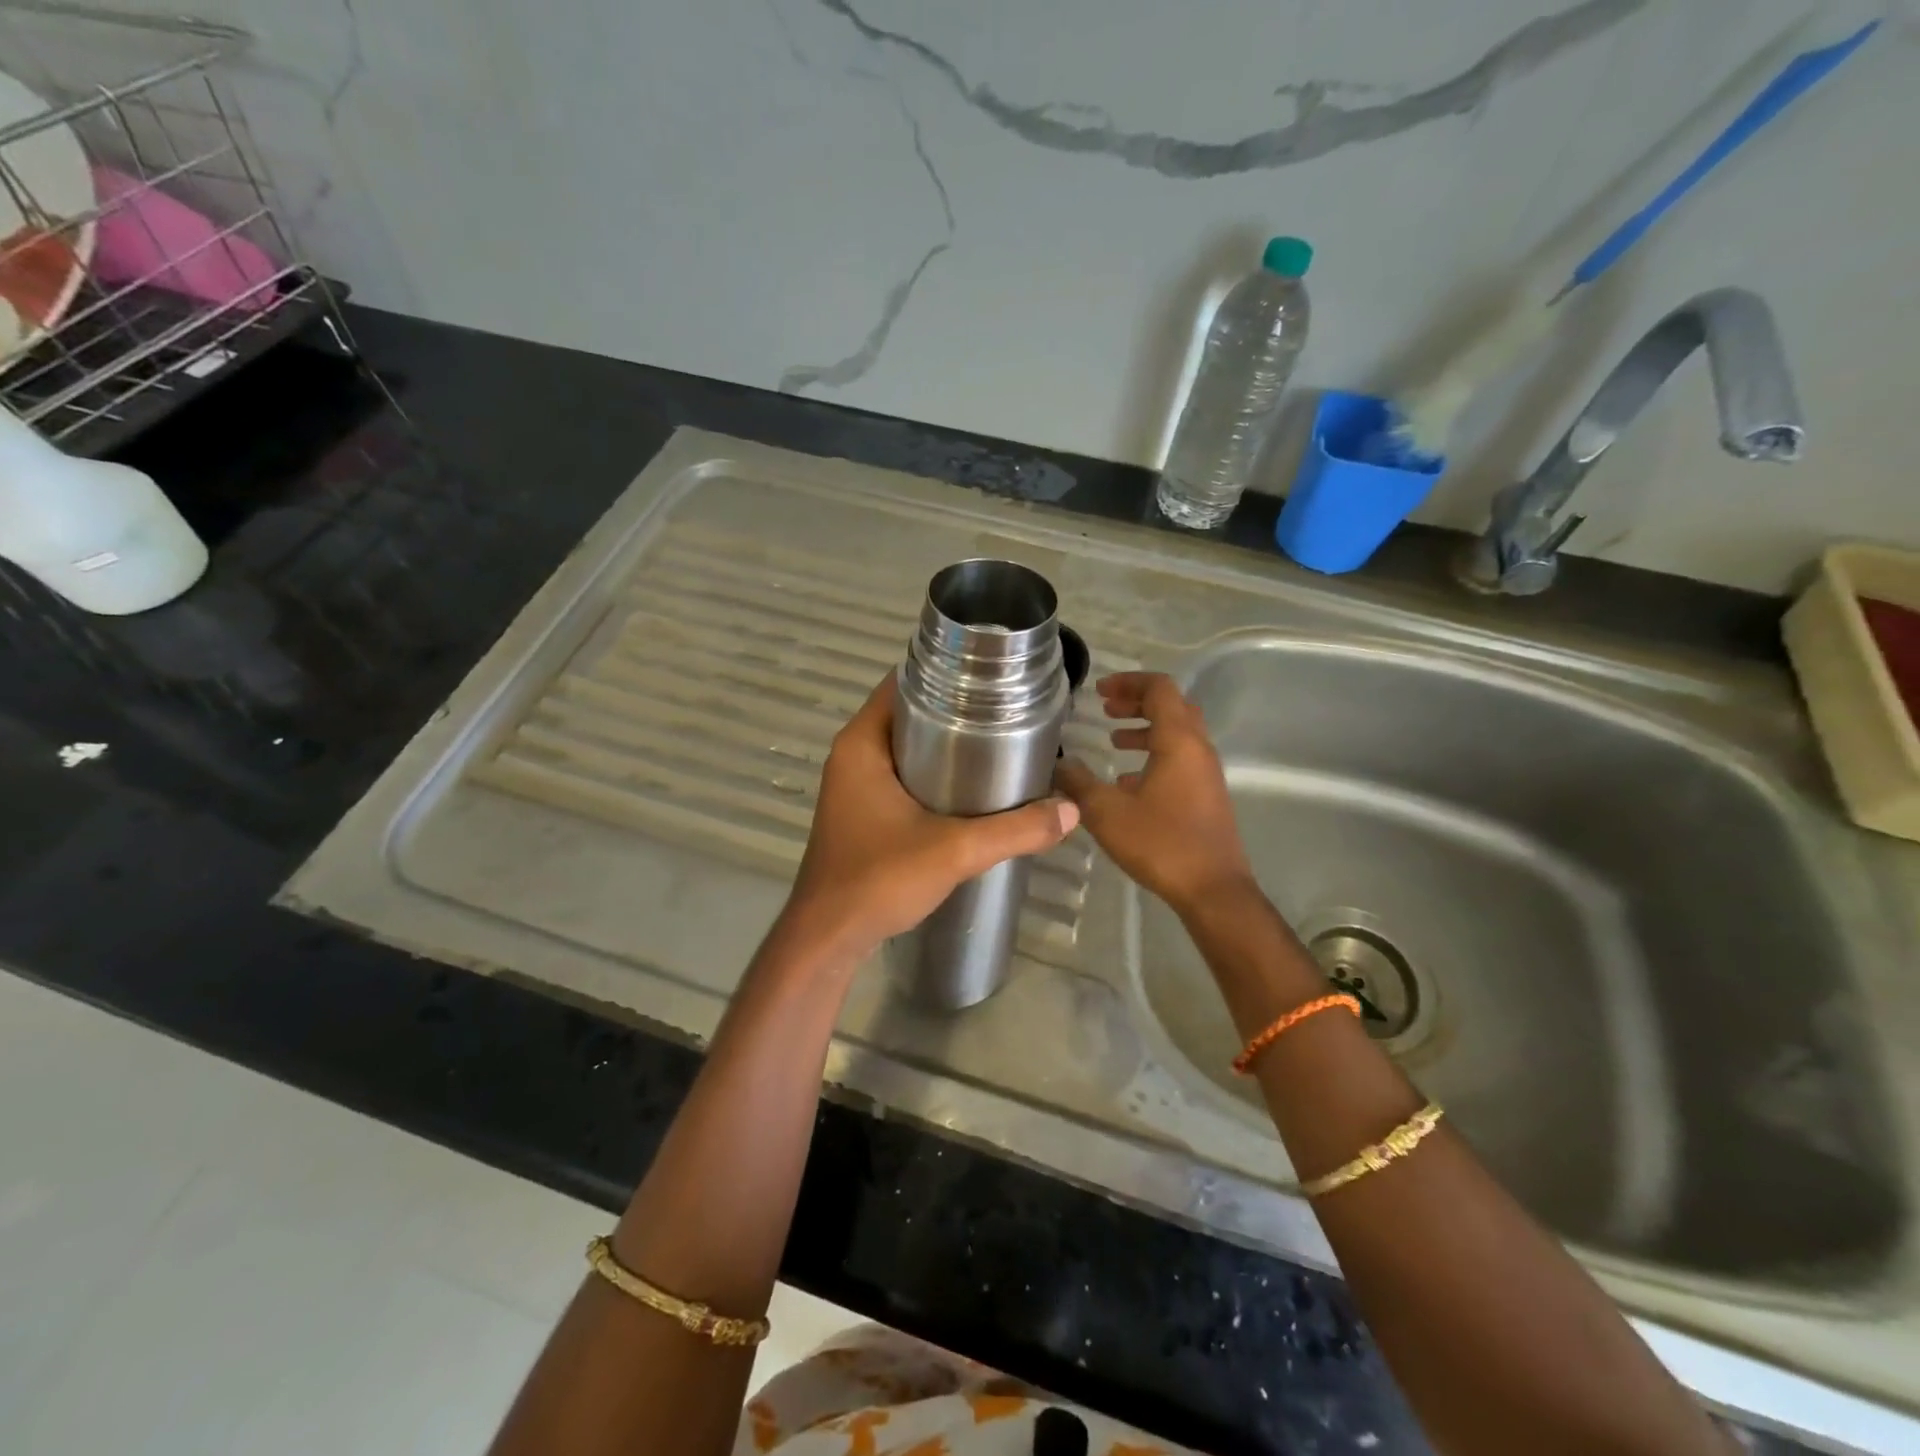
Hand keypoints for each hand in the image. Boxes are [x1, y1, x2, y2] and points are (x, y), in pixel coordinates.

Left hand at [780, 673, 1080, 963]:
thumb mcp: (954, 851)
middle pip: (909, 713)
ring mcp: (854, 785)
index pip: (903, 682)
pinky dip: (932, 773)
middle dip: (955, 709)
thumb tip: (1071, 811)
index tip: (992, 678)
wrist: (829, 939)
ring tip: (998, 744)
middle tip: (1006, 713)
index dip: (947, 673)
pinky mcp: (862, 811)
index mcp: (861, 743)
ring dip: (945, 744)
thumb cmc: (878, 879)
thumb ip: (1015, 830)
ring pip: (906, 746)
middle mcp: (852, 755)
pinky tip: (970, 788)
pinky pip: (901, 774)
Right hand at [1055, 672, 1254, 915]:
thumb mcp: (1107, 812)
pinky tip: (1127, 781)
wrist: (1213, 889)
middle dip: (1137, 702)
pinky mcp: (1206, 795)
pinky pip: (1180, 759)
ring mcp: (1206, 773)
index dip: (1129, 682)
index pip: (1160, 689)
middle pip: (1172, 706)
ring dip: (1146, 729)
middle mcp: (1198, 749)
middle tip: (1106, 708)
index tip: (1099, 691)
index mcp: (1179, 741)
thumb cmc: (1161, 843)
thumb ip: (1078, 784)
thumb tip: (1058, 764)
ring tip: (1114, 739)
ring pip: (1178, 734)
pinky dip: (1155, 755)